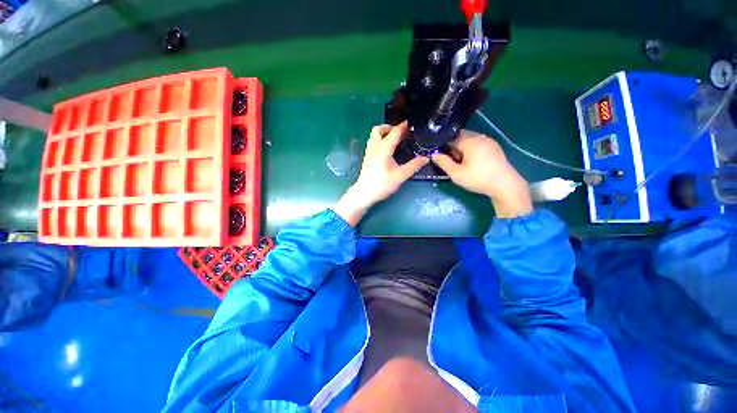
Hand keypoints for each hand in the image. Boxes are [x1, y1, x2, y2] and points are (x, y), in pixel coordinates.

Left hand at [334, 123, 428, 225]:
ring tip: (396, 140)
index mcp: (383, 149)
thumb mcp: (400, 176)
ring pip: (374, 135)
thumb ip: (413, 166)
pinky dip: (381, 139)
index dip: (404, 127)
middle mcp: (374, 147)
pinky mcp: (367, 156)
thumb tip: (426, 158)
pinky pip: (373, 141)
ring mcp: (369, 151)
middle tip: (402, 134)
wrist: (364, 193)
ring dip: (385, 133)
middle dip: (391, 128)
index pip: (394, 132)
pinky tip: (389, 149)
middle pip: (379, 129)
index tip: (414, 124)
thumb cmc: (381, 185)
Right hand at [431, 130, 532, 217]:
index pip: (451, 137)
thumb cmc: (479, 179)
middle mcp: (480, 137)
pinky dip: (471, 151)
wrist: (505, 185)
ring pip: (469, 141)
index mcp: (471, 141)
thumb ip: (443, 162)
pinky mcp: (494, 148)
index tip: (440, 157)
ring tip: (462, 164)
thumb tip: (433, 154)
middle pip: (461, 137)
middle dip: (453, 148)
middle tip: (452, 162)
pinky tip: (472, 163)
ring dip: (462, 149)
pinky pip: (478, 144)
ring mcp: (489, 141)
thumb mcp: (457, 174)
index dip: (443, 146)